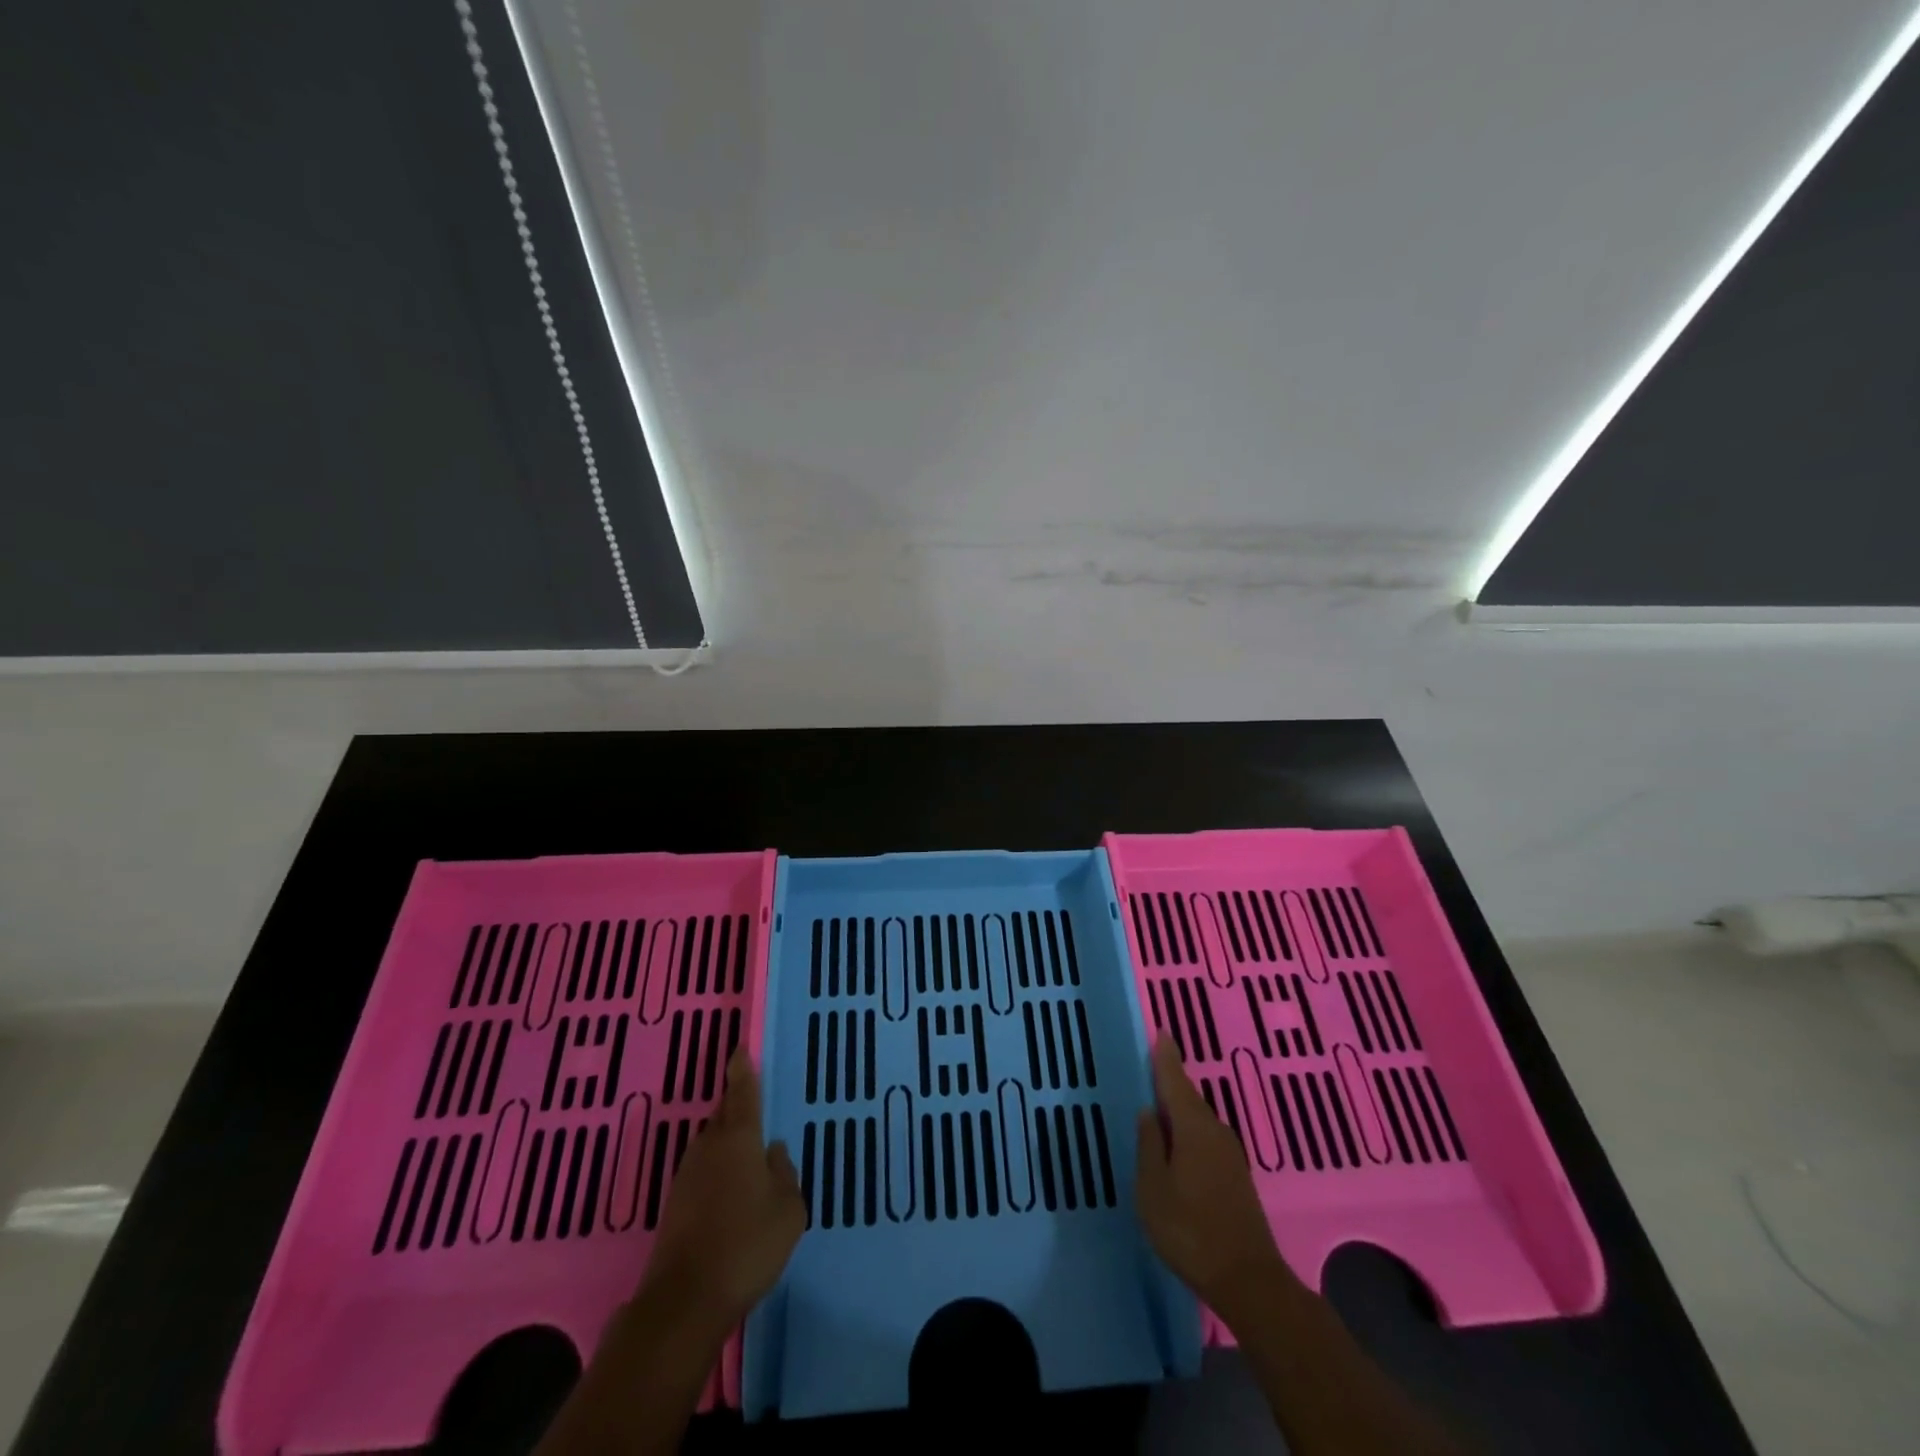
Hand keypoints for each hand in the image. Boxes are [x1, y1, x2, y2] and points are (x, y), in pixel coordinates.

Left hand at [643, 1049, 805, 1331]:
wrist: (684, 1302)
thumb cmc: (747, 1245)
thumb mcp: (789, 1210)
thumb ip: (785, 1175)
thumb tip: (774, 1153)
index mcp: (739, 1138)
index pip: (741, 1091)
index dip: (742, 1068)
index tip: (740, 1048)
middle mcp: (709, 1147)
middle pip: (724, 1115)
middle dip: (738, 1107)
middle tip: (756, 1107)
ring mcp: (687, 1176)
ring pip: (712, 1144)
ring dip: (728, 1143)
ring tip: (750, 1156)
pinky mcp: (675, 1205)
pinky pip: (703, 1171)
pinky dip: (718, 1171)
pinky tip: (732, 1193)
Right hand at [1136, 1036, 1296, 1321]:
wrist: (1248, 1281)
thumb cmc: (1190, 1231)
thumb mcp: (1153, 1189)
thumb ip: (1149, 1146)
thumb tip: (1149, 1112)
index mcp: (1193, 1128)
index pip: (1175, 1081)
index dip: (1166, 1058)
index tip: (1161, 1033)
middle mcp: (1215, 1132)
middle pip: (1189, 1098)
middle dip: (1171, 1082)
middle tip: (1152, 1066)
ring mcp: (1230, 1155)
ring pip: (1198, 1120)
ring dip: (1180, 1109)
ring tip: (1159, 1104)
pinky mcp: (1236, 1177)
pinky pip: (1205, 1138)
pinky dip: (1189, 1131)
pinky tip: (1178, 1143)